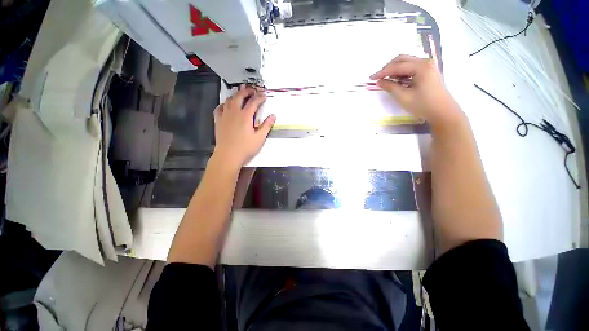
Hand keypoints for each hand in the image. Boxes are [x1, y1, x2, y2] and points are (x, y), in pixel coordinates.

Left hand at [213, 86, 275, 168]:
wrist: (228, 155)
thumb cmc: (245, 148)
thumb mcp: (259, 138)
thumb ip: (266, 126)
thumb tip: (273, 116)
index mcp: (245, 116)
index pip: (254, 102)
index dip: (260, 97)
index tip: (264, 95)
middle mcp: (234, 112)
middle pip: (240, 96)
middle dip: (247, 91)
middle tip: (252, 90)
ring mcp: (224, 116)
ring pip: (229, 100)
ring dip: (236, 95)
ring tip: (241, 95)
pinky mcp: (218, 120)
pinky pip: (219, 108)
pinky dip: (224, 104)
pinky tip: (227, 106)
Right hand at [370, 55, 463, 127]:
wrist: (443, 113)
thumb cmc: (423, 105)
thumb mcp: (403, 97)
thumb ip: (390, 87)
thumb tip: (379, 81)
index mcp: (421, 67)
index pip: (397, 66)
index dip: (382, 72)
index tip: (371, 78)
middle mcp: (426, 62)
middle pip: (402, 59)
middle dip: (388, 67)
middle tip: (378, 77)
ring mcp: (428, 66)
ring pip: (407, 63)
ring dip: (395, 70)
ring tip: (386, 80)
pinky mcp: (429, 72)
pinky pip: (412, 68)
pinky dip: (402, 72)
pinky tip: (397, 80)